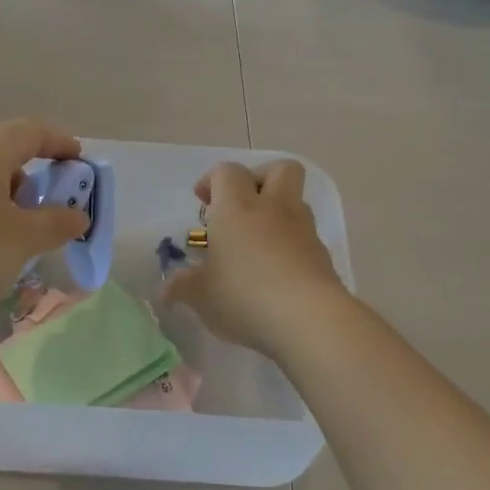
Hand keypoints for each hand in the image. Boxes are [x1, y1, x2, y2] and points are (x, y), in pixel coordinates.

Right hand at [163, 160, 346, 354]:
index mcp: (237, 208)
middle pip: (278, 169)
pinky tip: (275, 275)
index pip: (227, 172)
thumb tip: (166, 288)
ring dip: (276, 214)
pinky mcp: (322, 256)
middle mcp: (274, 209)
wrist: (310, 319)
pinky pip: (304, 237)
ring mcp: (303, 231)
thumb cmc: (244, 296)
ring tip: (255, 246)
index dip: (213, 180)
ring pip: (294, 202)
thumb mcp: (201, 296)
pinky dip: (290, 245)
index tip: (203, 203)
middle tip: (239, 207)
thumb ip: (182, 287)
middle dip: (258, 179)